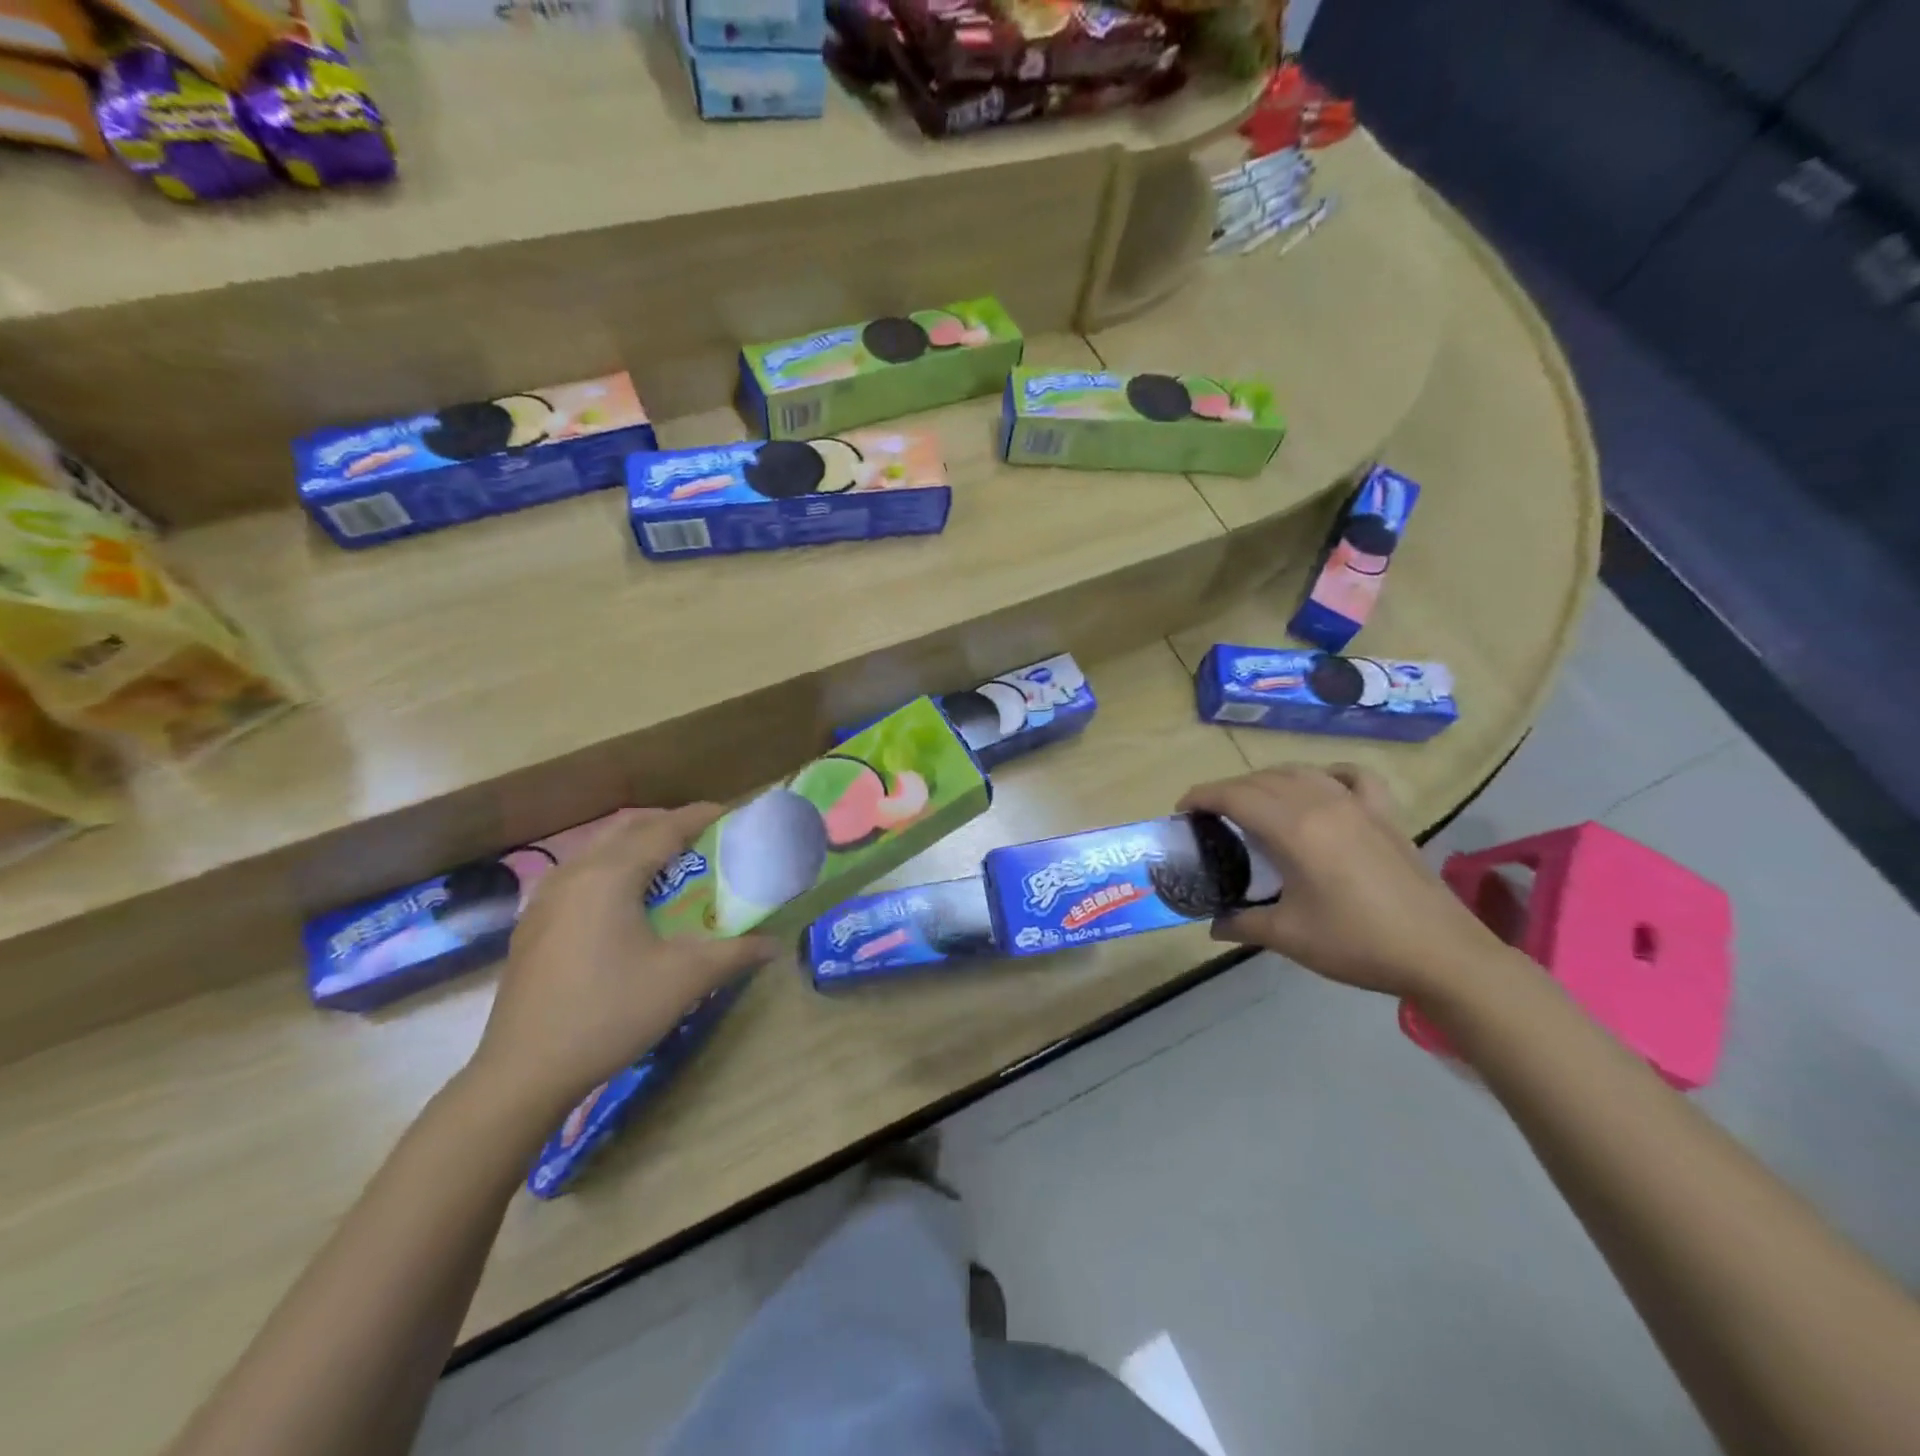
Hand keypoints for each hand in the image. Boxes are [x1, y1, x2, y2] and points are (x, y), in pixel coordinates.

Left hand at [466, 805, 776, 1124]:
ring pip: (597, 852)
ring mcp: (545, 900)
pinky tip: (624, 906)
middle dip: (666, 825)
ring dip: (635, 848)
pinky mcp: (532, 926)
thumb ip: (735, 953)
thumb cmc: (610, 1012)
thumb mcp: (684, 980)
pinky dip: (611, 872)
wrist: (523, 1072)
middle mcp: (574, 874)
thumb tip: (774, 945)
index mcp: (610, 875)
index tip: (730, 813)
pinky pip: (579, 877)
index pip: (663, 829)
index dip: (699, 817)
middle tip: (703, 839)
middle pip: (626, 830)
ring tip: (668, 868)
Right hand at [1179, 765, 1512, 1000]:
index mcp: (1294, 829)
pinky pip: (1351, 776)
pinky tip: (1321, 787)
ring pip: (1300, 772)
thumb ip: (1243, 923)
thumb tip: (1212, 925)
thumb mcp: (1289, 937)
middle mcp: (1322, 803)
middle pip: (1262, 780)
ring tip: (1254, 803)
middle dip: (1228, 791)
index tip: (1182, 810)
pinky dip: (1327, 774)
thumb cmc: (1357, 944)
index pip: (1234, 796)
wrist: (1440, 954)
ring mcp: (1357, 804)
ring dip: (1268, 781)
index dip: (1202, 796)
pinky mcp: (1385, 815)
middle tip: (1211, 817)